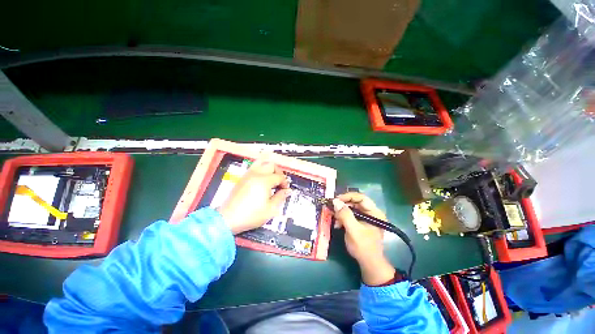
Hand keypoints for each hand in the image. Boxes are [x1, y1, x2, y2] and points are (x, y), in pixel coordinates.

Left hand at [218, 158, 290, 234]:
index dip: (285, 183)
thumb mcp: (271, 209)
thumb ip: (280, 197)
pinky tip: (262, 181)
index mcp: (264, 181)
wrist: (228, 219)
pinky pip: (254, 167)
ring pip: (262, 163)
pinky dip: (261, 170)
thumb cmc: (251, 215)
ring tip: (272, 179)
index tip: (285, 190)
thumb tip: (287, 191)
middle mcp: (256, 174)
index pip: (279, 176)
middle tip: (280, 183)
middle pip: (271, 165)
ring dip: (269, 169)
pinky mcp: (242, 178)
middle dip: (279, 173)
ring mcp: (248, 174)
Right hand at [333, 192, 395, 285]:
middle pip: (356, 202)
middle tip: (333, 208)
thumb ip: (345, 215)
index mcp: (374, 213)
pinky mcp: (361, 223)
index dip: (348, 196)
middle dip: (343, 205)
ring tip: (335, 219)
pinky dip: (343, 218)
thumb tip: (335, 201)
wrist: (369, 264)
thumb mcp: (353, 231)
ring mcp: (366, 218)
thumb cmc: (363, 247)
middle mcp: (371, 213)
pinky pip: (350, 215)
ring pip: (352, 208)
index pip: (361, 198)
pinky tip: (338, 224)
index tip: (336, 200)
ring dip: (342, 212)